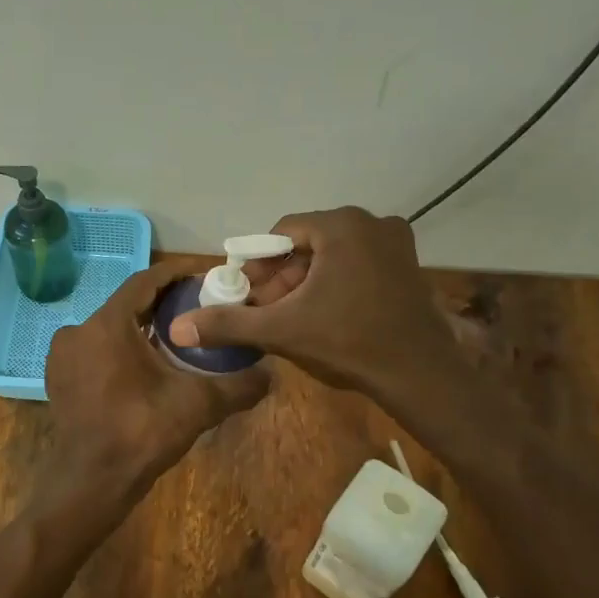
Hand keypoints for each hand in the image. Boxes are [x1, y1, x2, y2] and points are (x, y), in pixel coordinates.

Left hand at [46, 263, 270, 497]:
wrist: (90, 484)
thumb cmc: (141, 434)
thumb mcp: (197, 405)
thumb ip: (237, 386)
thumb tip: (271, 374)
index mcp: (108, 325)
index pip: (145, 282)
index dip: (176, 276)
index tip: (205, 277)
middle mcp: (79, 331)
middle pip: (128, 305)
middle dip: (163, 305)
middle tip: (198, 311)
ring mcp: (64, 356)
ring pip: (111, 329)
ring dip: (141, 329)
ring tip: (177, 340)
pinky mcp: (60, 379)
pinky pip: (96, 351)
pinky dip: (121, 350)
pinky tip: (146, 369)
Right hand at [168, 206, 458, 397]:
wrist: (420, 375)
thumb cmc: (349, 343)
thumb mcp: (282, 330)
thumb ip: (230, 323)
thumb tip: (178, 327)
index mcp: (341, 225)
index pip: (281, 234)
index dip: (260, 267)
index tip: (251, 298)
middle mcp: (371, 222)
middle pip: (307, 244)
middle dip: (283, 278)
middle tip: (271, 312)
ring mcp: (395, 241)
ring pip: (331, 255)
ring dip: (307, 283)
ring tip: (295, 318)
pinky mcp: (408, 263)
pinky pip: (356, 263)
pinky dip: (336, 283)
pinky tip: (328, 316)